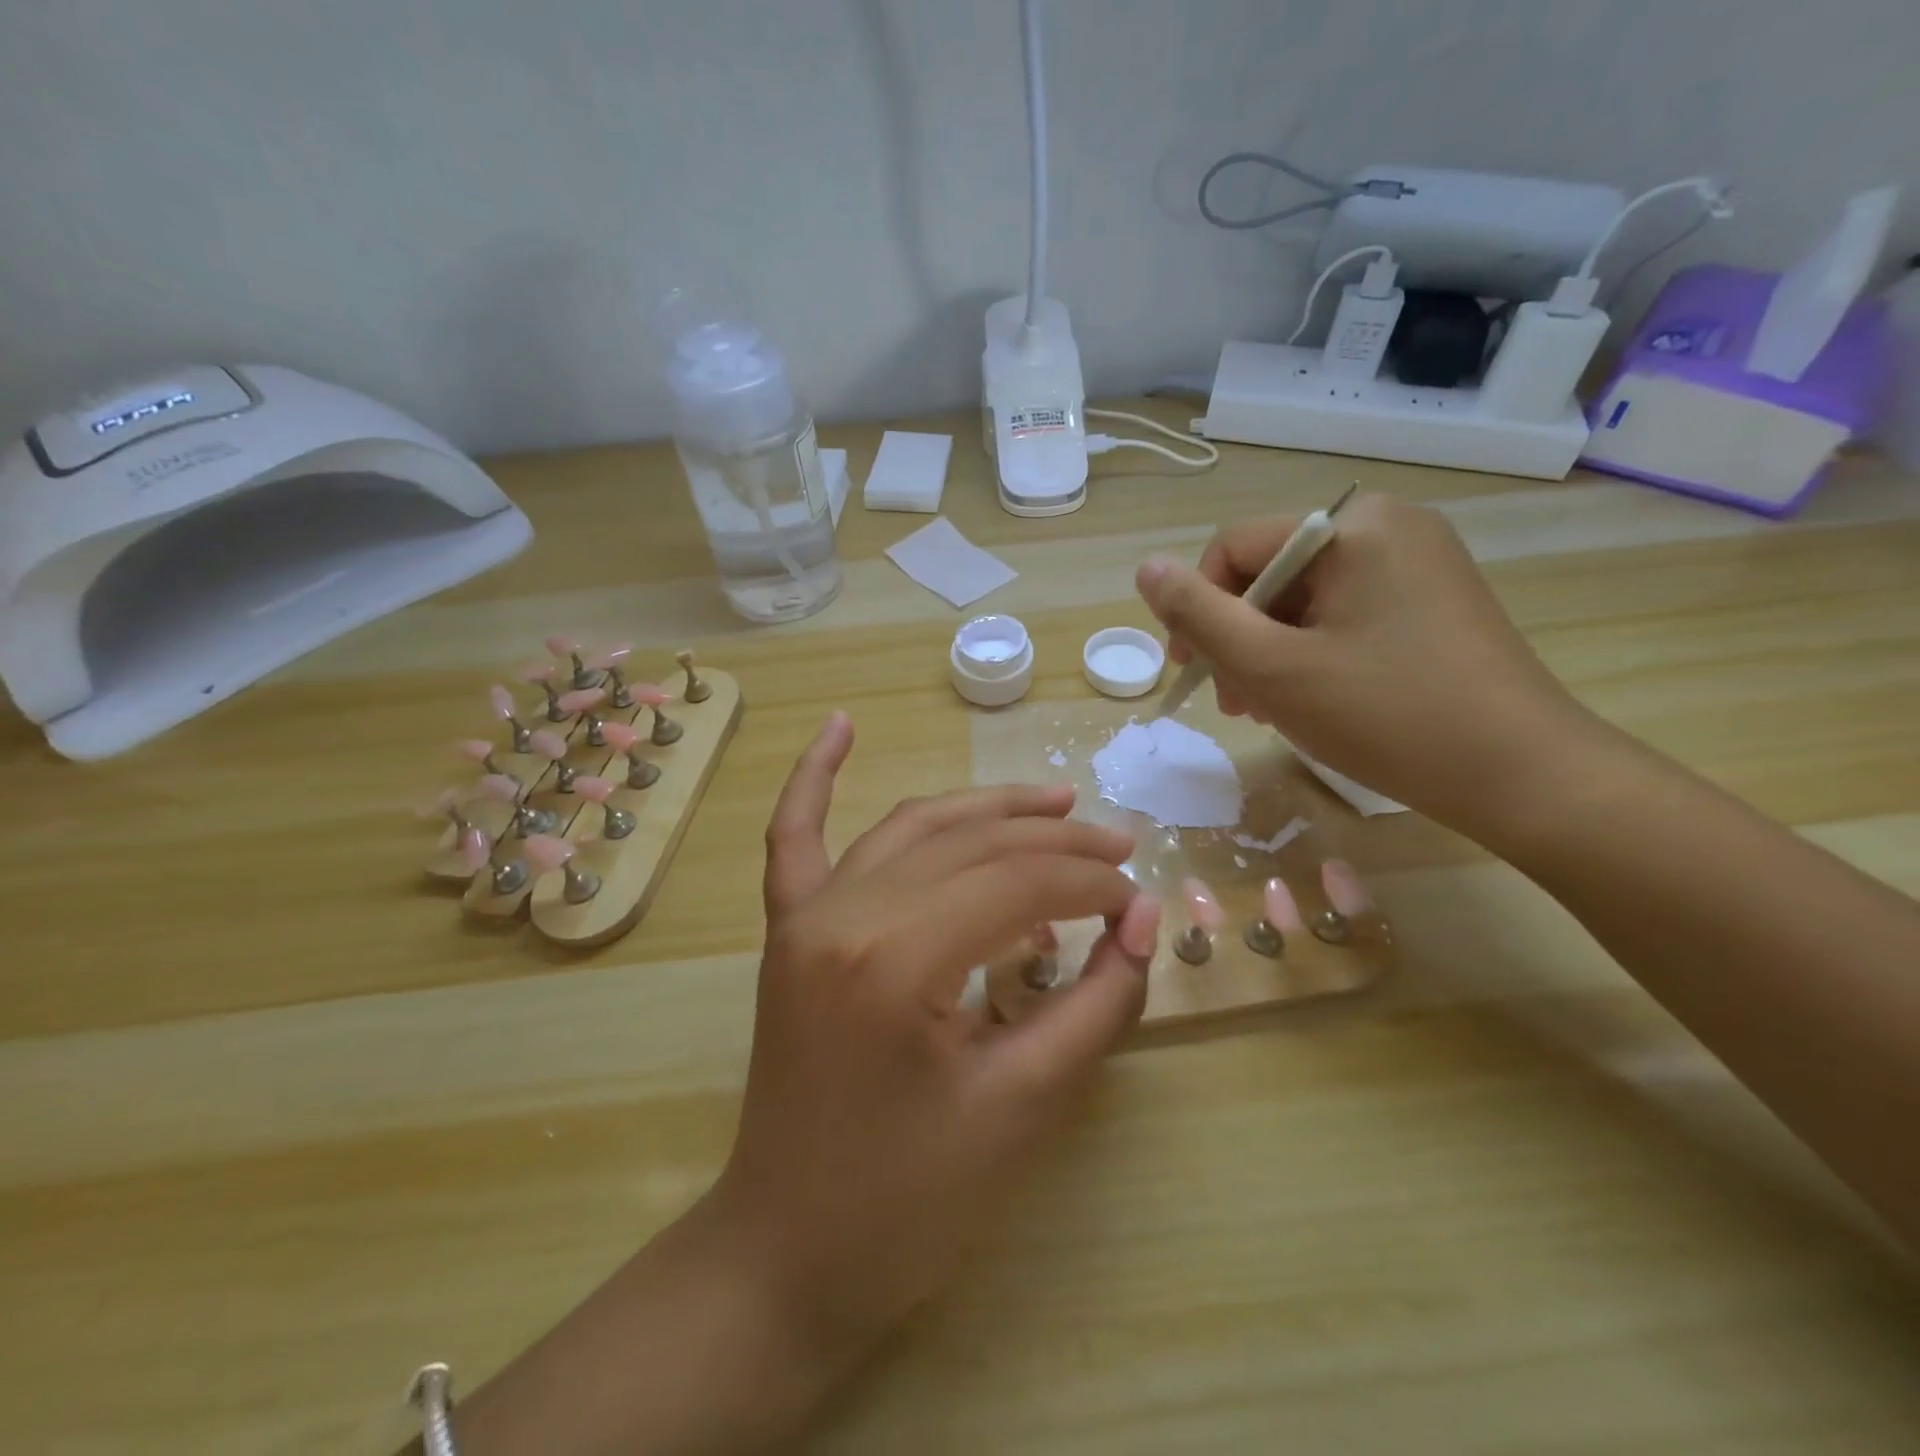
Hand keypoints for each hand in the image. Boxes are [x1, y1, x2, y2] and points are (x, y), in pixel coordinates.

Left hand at [710, 712, 1160, 1360]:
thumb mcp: (1023, 1107)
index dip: (1091, 885)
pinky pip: (795, 837)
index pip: (1018, 885)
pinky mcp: (788, 928)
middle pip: (970, 845)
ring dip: (984, 808)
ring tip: (1052, 803)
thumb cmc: (910, 1202)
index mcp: (893, 959)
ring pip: (911, 827)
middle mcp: (841, 912)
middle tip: (1117, 846)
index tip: (1139, 902)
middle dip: (1055, 842)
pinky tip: (838, 724)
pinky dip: (814, 777)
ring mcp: (805, 914)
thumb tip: (1141, 922)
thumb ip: (1095, 1004)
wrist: (789, 1251)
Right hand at [1135, 493, 1586, 832]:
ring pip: (1304, 599)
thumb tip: (1145, 567)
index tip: (1192, 671)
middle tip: (1233, 702)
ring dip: (1269, 651)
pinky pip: (1343, 615)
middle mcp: (1388, 527)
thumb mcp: (1273, 668)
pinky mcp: (1430, 600)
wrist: (1522, 775)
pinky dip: (1311, 653)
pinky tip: (1308, 699)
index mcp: (1352, 526)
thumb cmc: (1387, 716)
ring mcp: (1416, 563)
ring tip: (1264, 709)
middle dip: (1238, 637)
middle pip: (1271, 573)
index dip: (1199, 608)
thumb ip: (1200, 615)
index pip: (1235, 547)